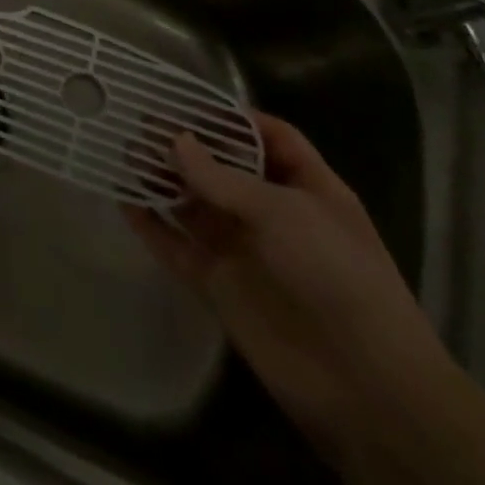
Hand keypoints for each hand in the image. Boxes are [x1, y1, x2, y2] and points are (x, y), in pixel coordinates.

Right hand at [124, 113, 454, 463]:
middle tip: (137, 121)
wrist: (364, 384)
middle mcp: (272, 213)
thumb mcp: (284, 212)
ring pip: (191, 202)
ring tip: (121, 152)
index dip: (233, 117)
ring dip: (160, 178)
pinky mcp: (216, 281)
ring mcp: (241, 248)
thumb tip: (173, 140)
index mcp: (306, 190)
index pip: (270, 138)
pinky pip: (174, 243)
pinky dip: (149, 222)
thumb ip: (222, 177)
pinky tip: (120, 198)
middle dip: (183, 144)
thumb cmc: (337, 277)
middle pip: (221, 167)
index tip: (186, 99)